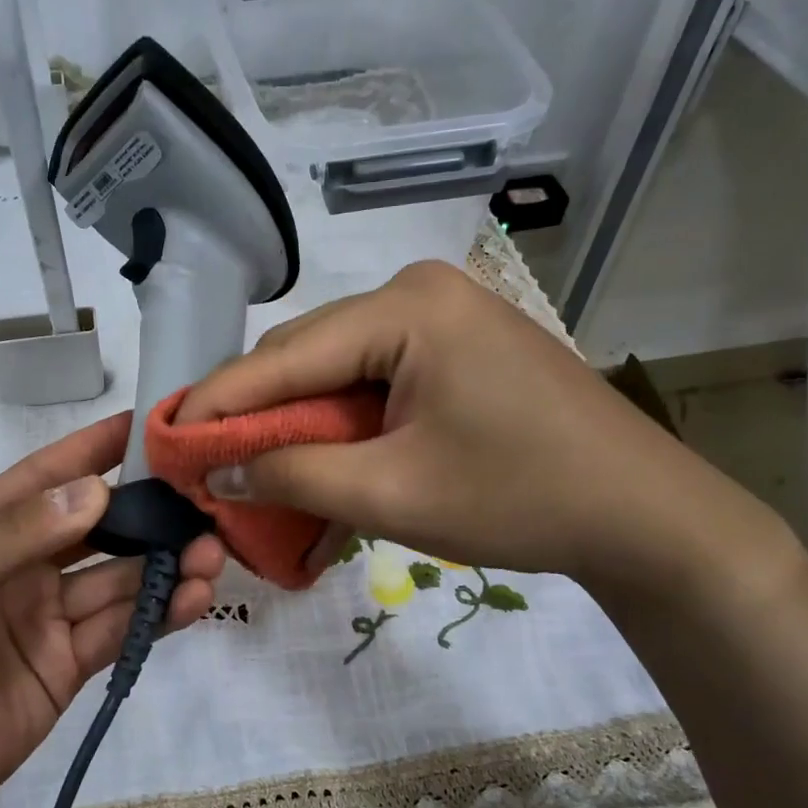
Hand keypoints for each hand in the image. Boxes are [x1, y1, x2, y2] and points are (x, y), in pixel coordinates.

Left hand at [0, 412, 223, 807]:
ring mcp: (47, 616)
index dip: (99, 448)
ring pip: (119, 579)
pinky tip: (194, 599)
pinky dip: (159, 613)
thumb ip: (21, 534)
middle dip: (150, 515)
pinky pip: (120, 628)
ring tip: (211, 556)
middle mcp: (21, 563)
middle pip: (98, 527)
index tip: (156, 423)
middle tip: (205, 504)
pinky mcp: (68, 665)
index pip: (49, 475)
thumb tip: (99, 488)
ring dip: (164, 565)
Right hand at [175, 260, 786, 595]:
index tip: (166, 438)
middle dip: (257, 416)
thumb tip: (218, 469)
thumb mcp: (391, 494)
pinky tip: (323, 465)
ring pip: (336, 371)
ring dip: (298, 426)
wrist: (641, 515)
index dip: (218, 402)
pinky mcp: (455, 348)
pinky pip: (374, 381)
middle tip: (213, 467)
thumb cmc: (518, 498)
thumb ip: (293, 476)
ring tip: (259, 475)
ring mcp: (442, 317)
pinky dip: (342, 426)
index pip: (283, 355)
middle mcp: (418, 293)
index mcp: (406, 308)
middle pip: (306, 356)